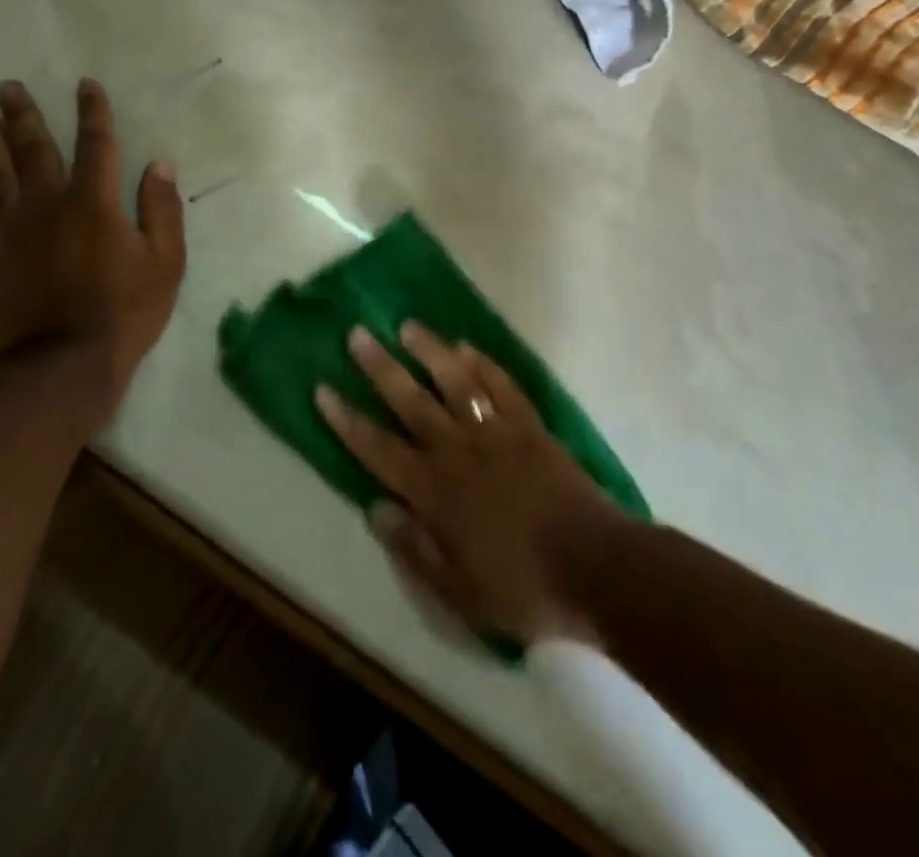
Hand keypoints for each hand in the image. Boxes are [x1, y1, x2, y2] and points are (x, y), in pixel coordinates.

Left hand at [0, 79, 185, 425]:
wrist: (63, 366)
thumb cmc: (125, 312)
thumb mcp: (165, 261)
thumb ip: (162, 209)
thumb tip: (160, 164)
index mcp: (94, 202)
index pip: (96, 144)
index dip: (92, 112)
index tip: (86, 85)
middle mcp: (47, 205)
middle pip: (34, 150)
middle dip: (24, 116)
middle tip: (7, 86)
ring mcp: (8, 233)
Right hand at [315, 323, 627, 646]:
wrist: (594, 566)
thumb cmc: (522, 586)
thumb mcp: (458, 591)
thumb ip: (414, 548)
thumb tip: (376, 507)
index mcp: (434, 491)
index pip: (378, 448)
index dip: (347, 420)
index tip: (324, 388)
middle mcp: (458, 450)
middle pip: (410, 400)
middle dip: (380, 367)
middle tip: (357, 334)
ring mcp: (496, 431)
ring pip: (455, 381)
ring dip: (429, 351)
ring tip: (408, 326)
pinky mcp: (529, 424)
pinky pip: (501, 385)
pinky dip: (483, 364)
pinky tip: (466, 347)